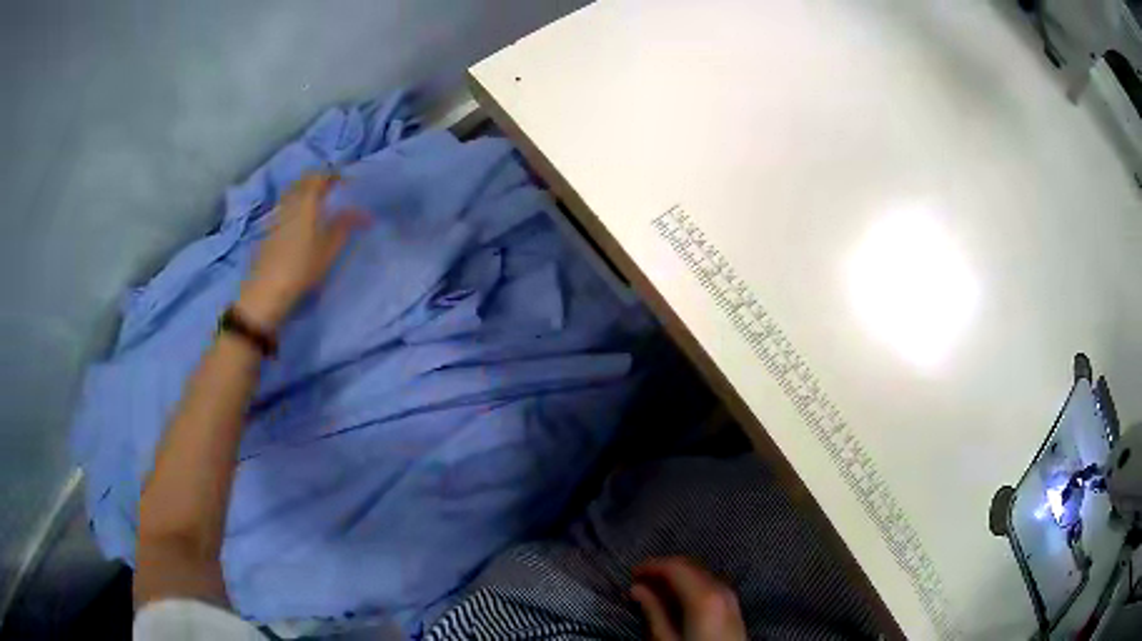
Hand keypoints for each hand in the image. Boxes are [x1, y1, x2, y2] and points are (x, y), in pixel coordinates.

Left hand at [237, 173, 366, 330]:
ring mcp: (277, 216)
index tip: (347, 182)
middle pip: (303, 182)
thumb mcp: (329, 249)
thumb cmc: (301, 268)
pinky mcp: (269, 230)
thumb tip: (363, 212)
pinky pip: (285, 207)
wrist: (266, 291)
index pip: (319, 176)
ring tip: (319, 205)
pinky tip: (302, 221)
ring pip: (292, 193)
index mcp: (306, 202)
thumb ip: (345, 226)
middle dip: (319, 181)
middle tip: (333, 190)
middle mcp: (290, 203)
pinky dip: (296, 206)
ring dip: (306, 192)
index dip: (334, 175)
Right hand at [631, 557, 746, 640]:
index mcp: (703, 596)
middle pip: (689, 566)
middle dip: (663, 569)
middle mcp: (719, 588)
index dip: (651, 566)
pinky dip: (690, 583)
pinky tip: (676, 597)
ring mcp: (729, 595)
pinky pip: (708, 583)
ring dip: (676, 576)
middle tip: (639, 580)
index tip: (631, 573)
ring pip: (700, 573)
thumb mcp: (667, 639)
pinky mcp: (732, 604)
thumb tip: (637, 589)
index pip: (675, 567)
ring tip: (654, 589)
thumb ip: (653, 612)